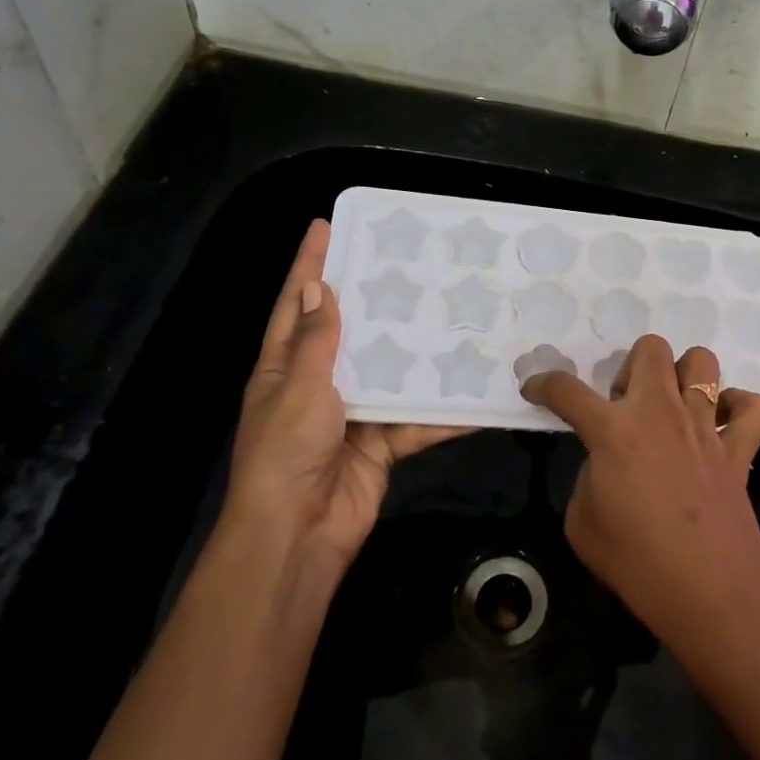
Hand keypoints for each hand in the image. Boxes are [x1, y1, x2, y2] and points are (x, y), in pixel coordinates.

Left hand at [225, 219, 463, 567]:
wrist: (300, 533)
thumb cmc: (287, 452)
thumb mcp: (298, 388)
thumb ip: (315, 342)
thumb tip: (317, 288)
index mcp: (284, 366)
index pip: (296, 304)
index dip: (309, 265)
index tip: (326, 225)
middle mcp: (317, 384)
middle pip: (349, 333)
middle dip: (374, 300)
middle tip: (409, 264)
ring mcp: (352, 414)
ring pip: (390, 373)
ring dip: (416, 353)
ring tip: (451, 314)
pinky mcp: (381, 443)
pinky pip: (415, 419)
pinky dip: (443, 412)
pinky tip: (475, 393)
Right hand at [521, 335, 759, 655]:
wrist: (709, 594)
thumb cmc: (636, 564)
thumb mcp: (582, 523)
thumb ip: (589, 477)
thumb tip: (606, 463)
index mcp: (614, 431)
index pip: (567, 390)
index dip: (543, 385)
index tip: (535, 389)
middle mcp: (661, 413)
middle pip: (649, 349)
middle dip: (629, 368)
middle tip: (624, 409)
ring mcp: (705, 427)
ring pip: (702, 361)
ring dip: (682, 376)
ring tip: (671, 409)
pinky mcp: (740, 449)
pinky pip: (753, 406)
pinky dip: (738, 408)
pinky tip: (720, 427)